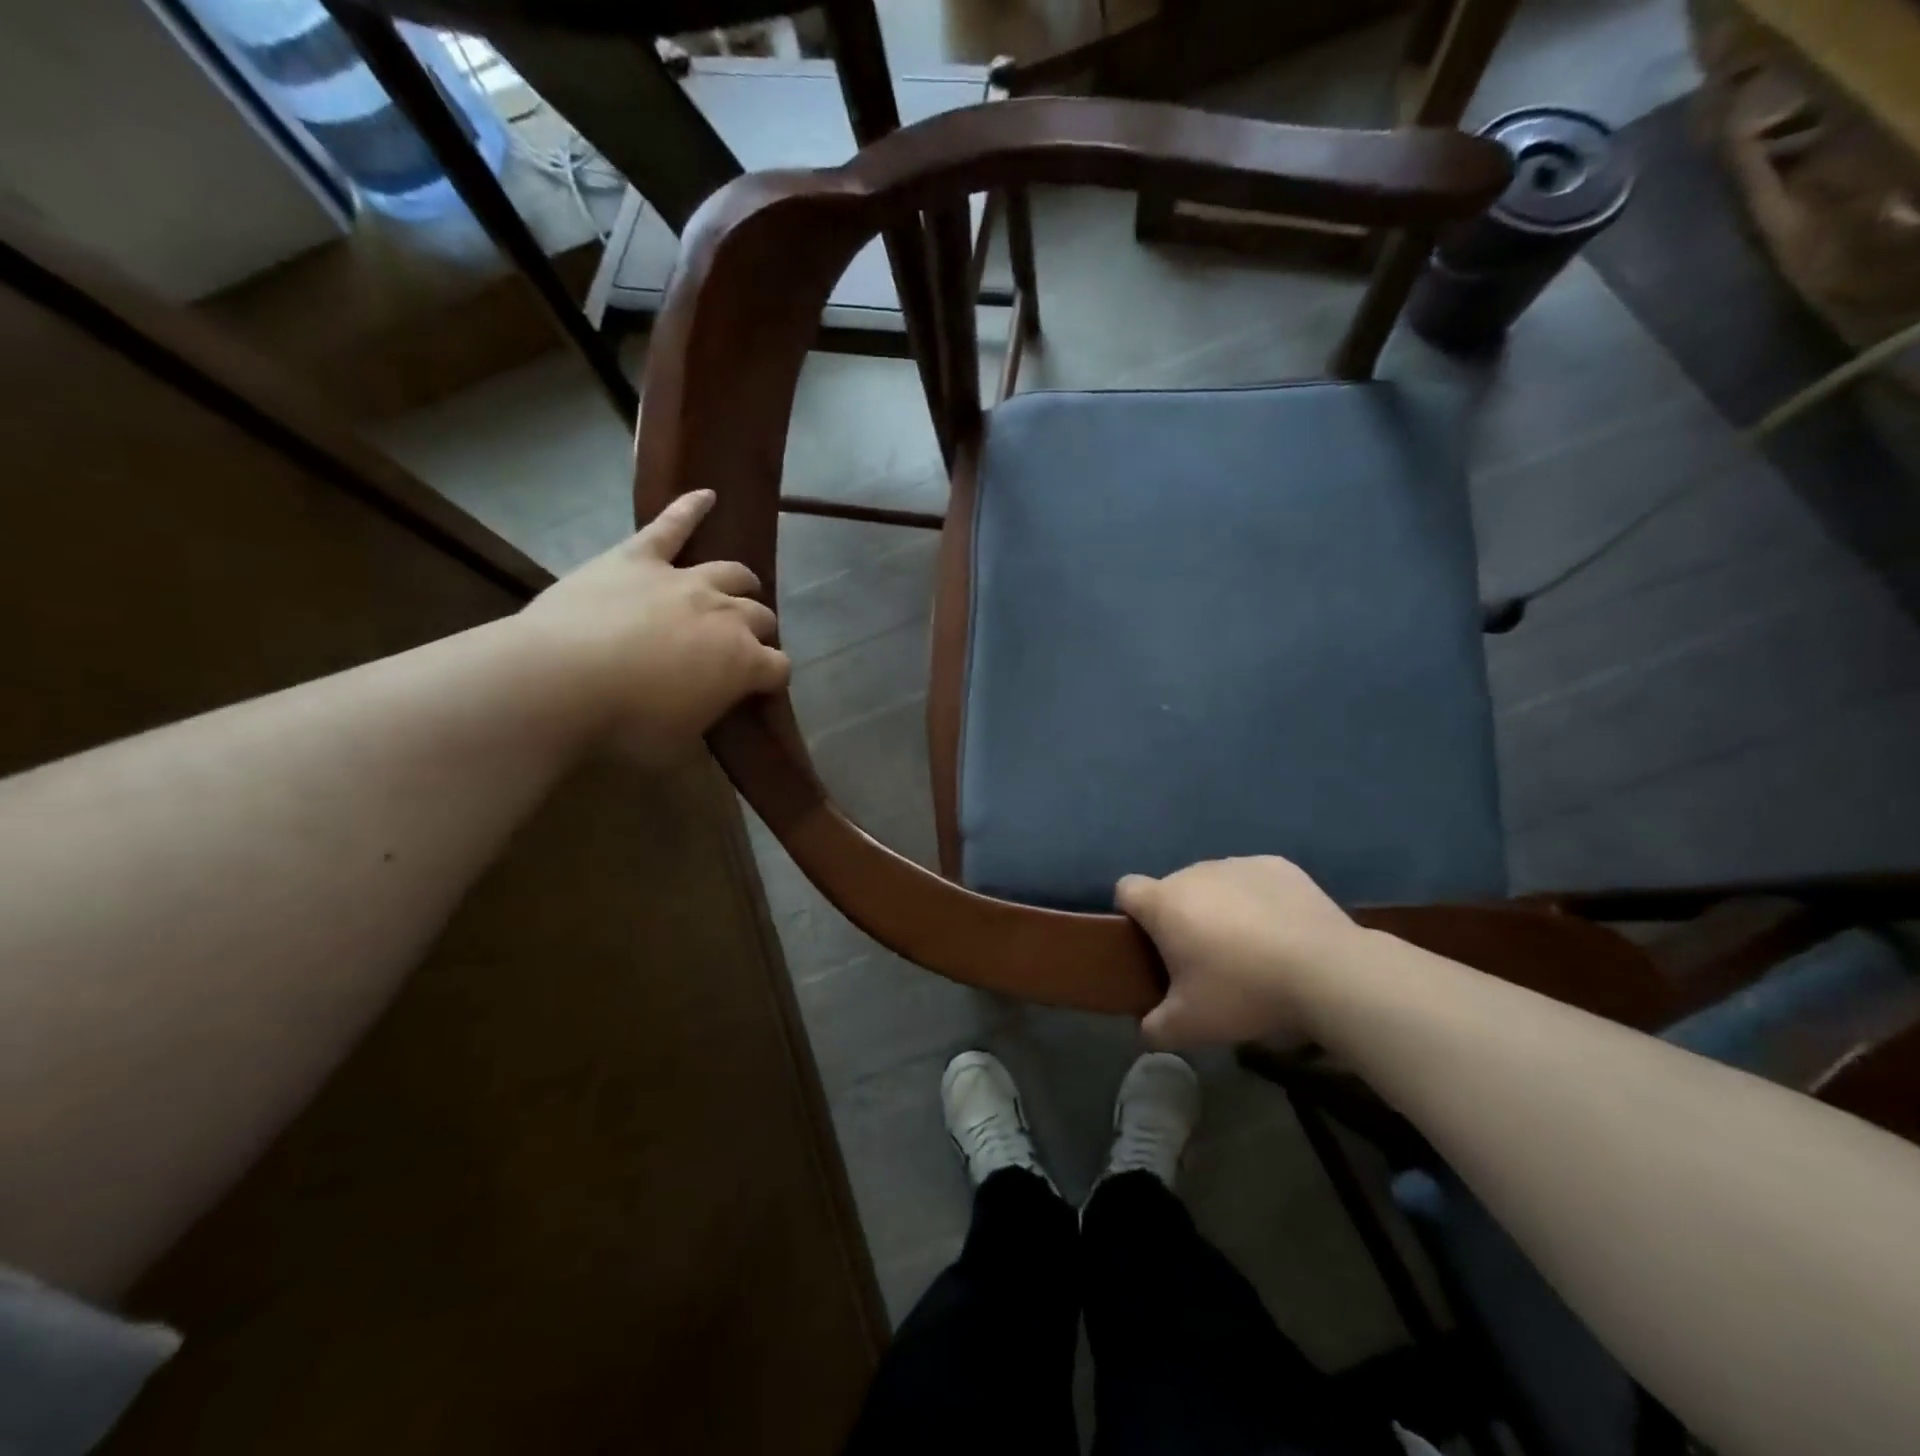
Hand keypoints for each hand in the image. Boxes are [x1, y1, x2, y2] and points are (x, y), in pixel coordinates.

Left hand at [515, 490, 789, 763]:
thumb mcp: (676, 748)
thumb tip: (702, 726)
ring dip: (742, 584)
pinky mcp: (640, 557)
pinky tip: (705, 494)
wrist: (561, 682)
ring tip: (741, 589)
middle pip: (760, 617)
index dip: (773, 679)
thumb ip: (701, 730)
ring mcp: (684, 580)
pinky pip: (670, 525)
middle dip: (759, 632)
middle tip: (741, 646)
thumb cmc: (625, 725)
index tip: (760, 690)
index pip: (779, 668)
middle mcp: (726, 615)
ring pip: (732, 573)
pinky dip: (689, 507)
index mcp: (743, 663)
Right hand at [1116, 857, 1365, 1047]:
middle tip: (1204, 962)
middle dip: (1182, 918)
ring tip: (1249, 949)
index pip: (1126, 889)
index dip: (1131, 913)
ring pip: (1215, 884)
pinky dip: (1258, 900)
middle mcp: (1195, 872)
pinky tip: (1281, 932)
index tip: (1149, 944)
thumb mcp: (1190, 1026)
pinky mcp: (1278, 866)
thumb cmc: (1244, 992)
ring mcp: (1238, 864)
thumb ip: (1155, 1028)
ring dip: (1220, 908)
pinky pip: (1253, 880)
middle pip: (1174, 889)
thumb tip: (1145, 1029)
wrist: (1327, 972)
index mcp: (1164, 902)